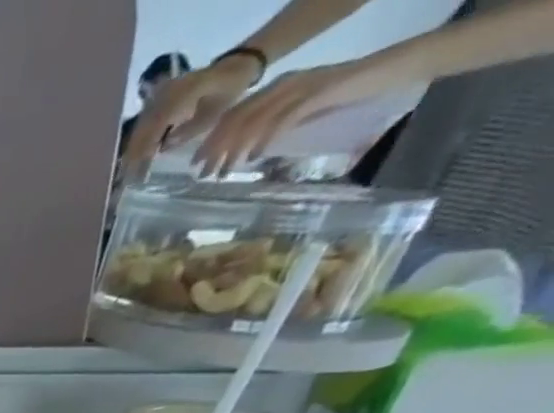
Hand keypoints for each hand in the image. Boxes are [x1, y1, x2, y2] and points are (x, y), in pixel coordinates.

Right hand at [122, 54, 264, 177]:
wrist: (235, 65)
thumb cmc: (229, 89)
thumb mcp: (216, 110)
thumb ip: (190, 129)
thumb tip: (163, 147)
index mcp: (182, 93)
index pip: (155, 126)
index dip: (145, 150)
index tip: (139, 173)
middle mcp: (167, 92)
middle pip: (142, 129)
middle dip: (134, 155)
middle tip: (129, 179)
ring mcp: (162, 94)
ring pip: (139, 128)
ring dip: (133, 151)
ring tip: (130, 172)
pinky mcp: (160, 98)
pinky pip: (144, 123)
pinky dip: (139, 141)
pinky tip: (137, 157)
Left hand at [189, 53, 416, 177]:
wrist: (382, 72)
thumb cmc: (335, 97)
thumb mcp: (293, 114)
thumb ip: (269, 127)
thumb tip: (242, 152)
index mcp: (273, 89)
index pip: (232, 114)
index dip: (210, 140)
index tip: (194, 164)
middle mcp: (282, 85)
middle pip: (238, 118)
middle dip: (216, 149)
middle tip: (203, 175)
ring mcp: (300, 87)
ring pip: (256, 120)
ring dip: (235, 150)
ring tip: (224, 173)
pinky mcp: (318, 92)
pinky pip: (284, 118)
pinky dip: (266, 138)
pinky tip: (254, 157)